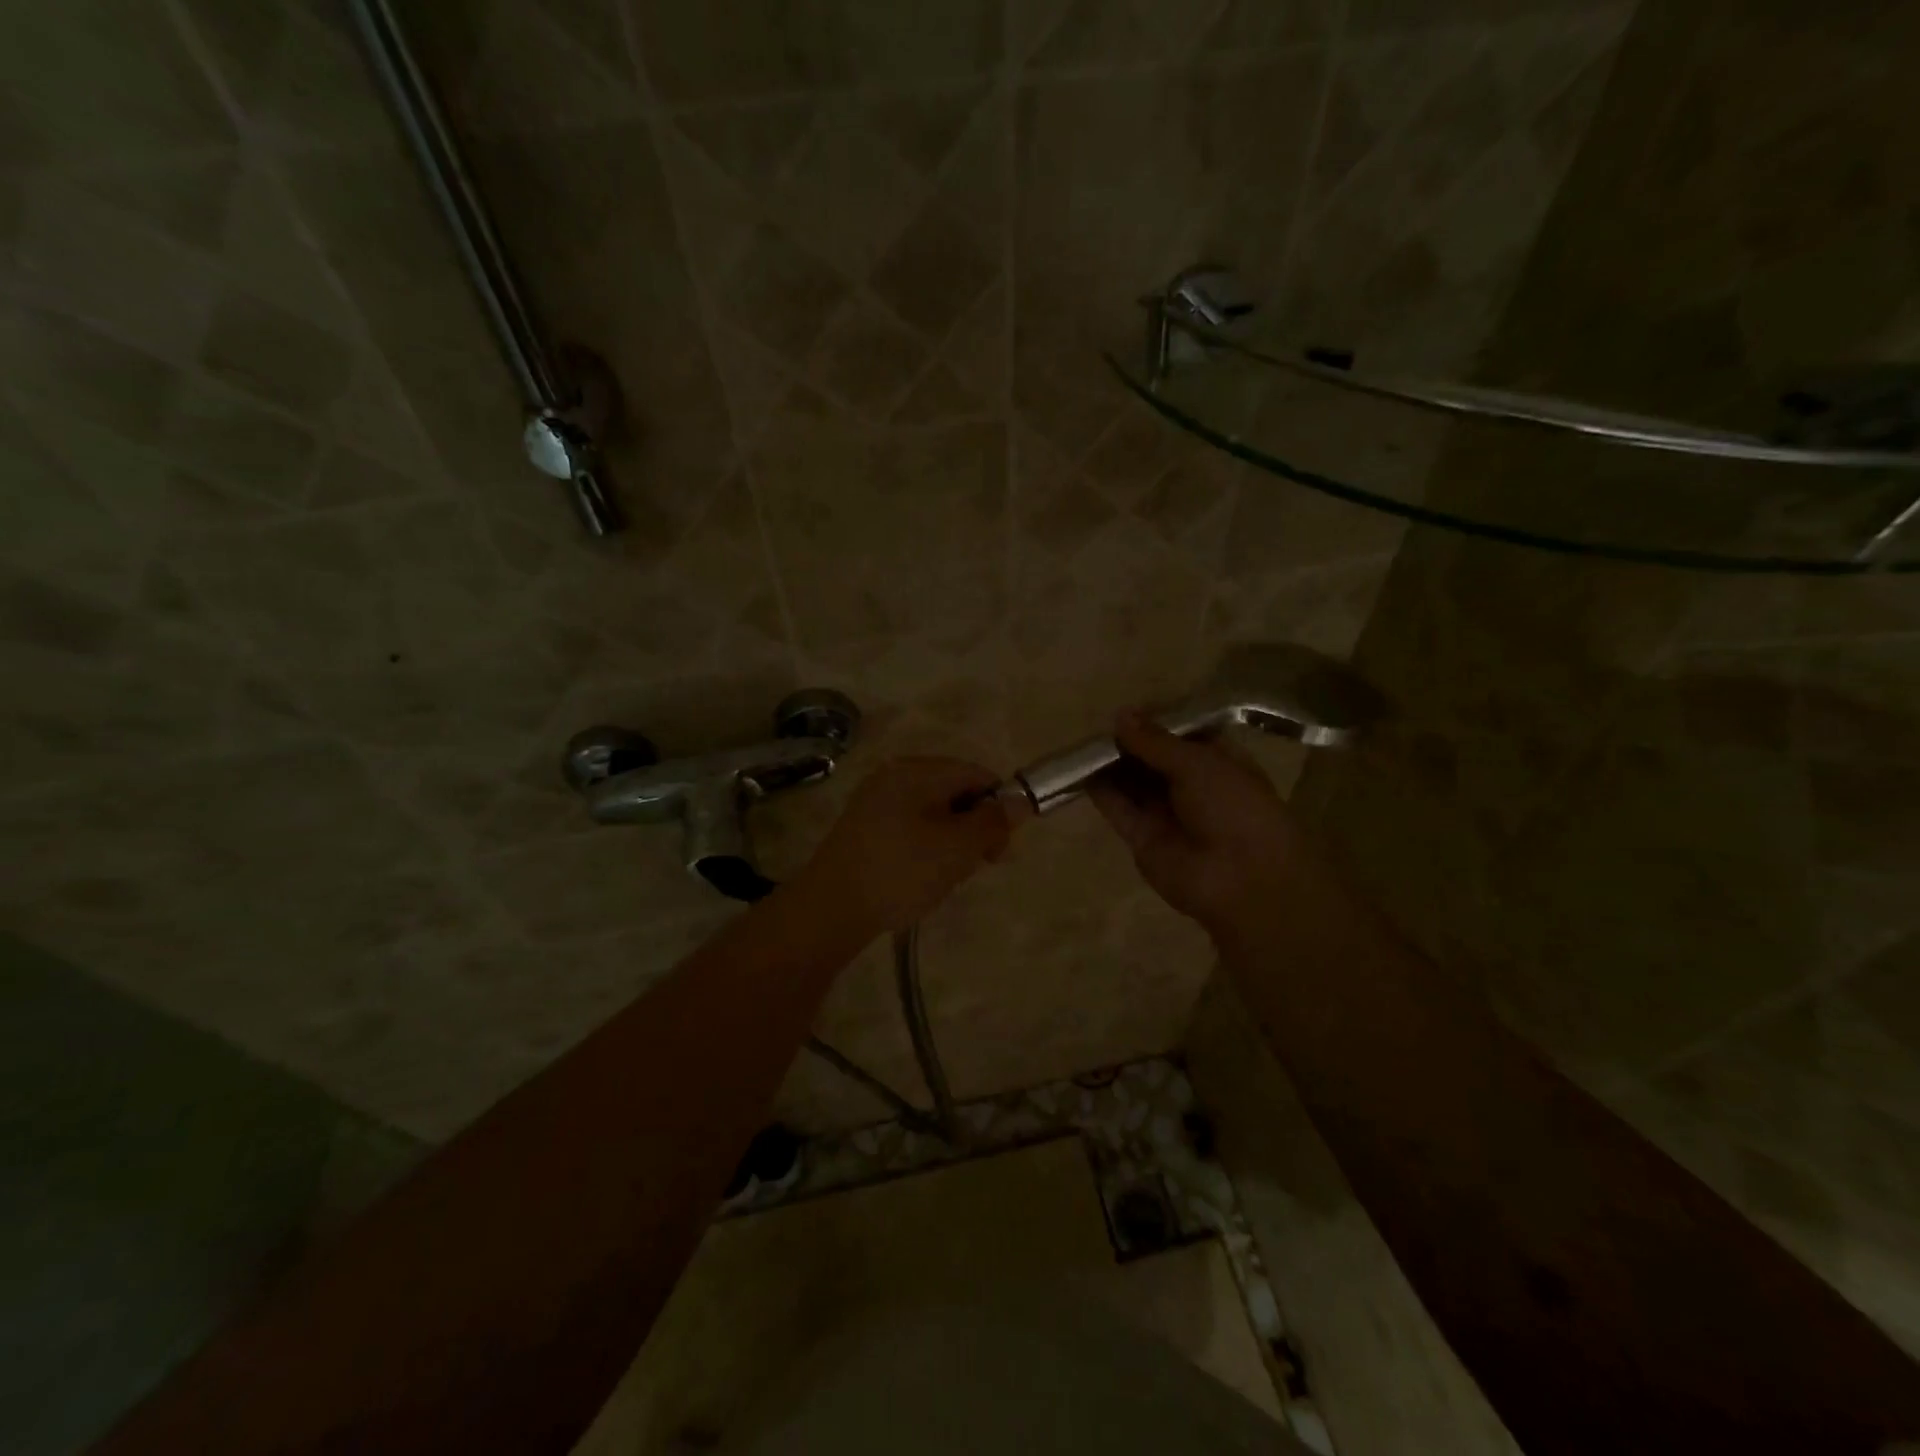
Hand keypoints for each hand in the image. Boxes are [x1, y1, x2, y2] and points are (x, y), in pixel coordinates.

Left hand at [799, 757, 1022, 934]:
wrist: (830, 909)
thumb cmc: (901, 871)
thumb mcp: (957, 848)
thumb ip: (992, 822)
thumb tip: (1020, 801)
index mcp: (917, 770)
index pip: (976, 774)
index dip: (999, 807)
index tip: (1000, 850)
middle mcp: (895, 775)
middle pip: (955, 792)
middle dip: (973, 829)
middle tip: (974, 868)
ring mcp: (875, 801)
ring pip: (934, 814)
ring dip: (951, 843)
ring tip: (945, 879)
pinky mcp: (864, 827)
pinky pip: (911, 827)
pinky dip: (926, 849)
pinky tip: (921, 878)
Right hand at [1087, 714, 1308, 939]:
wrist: (1243, 881)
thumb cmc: (1234, 809)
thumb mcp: (1199, 764)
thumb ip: (1156, 741)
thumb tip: (1121, 715)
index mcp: (1219, 763)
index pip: (1182, 736)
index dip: (1156, 722)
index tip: (1126, 711)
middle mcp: (1192, 787)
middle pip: (1153, 759)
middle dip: (1129, 743)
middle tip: (1098, 726)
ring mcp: (1167, 814)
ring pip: (1133, 783)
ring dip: (1111, 765)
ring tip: (1083, 744)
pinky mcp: (1143, 838)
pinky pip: (1119, 810)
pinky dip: (1101, 792)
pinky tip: (1080, 772)